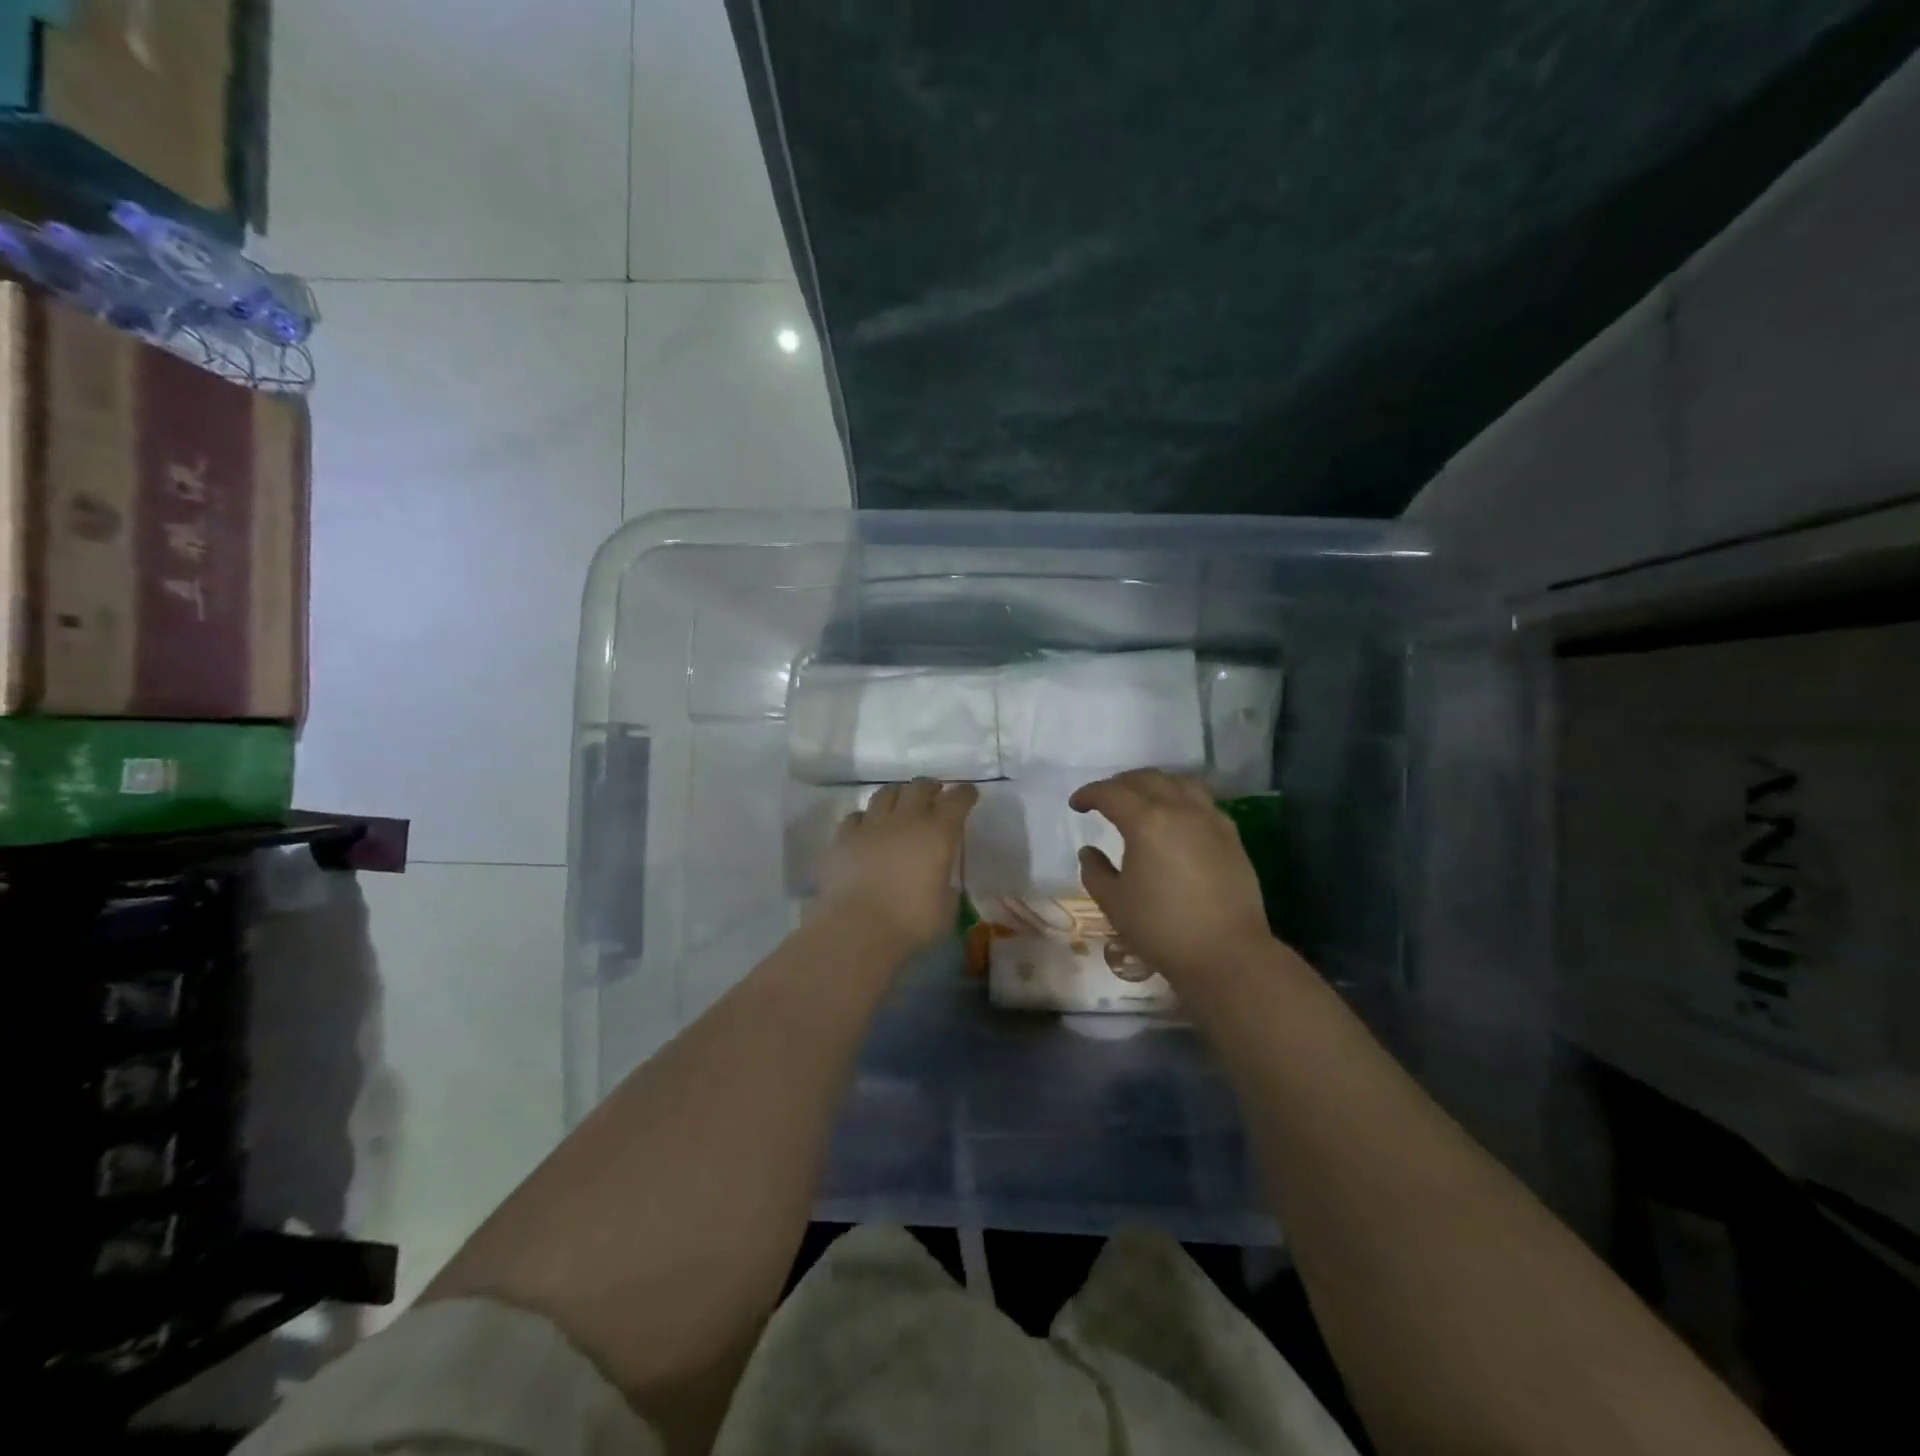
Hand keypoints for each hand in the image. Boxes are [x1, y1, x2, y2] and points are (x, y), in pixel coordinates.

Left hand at [817, 778, 977, 951]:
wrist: (858, 928)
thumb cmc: (911, 922)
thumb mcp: (946, 908)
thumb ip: (945, 886)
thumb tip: (939, 882)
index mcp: (938, 833)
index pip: (956, 801)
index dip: (964, 794)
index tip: (968, 793)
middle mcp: (906, 819)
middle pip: (919, 787)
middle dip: (930, 787)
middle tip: (934, 793)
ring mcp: (871, 825)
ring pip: (885, 793)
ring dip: (897, 794)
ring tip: (900, 803)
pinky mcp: (843, 837)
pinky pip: (855, 816)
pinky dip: (865, 818)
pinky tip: (866, 827)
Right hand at [1071, 770, 1273, 981]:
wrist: (1227, 954)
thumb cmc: (1162, 929)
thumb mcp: (1114, 903)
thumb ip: (1095, 871)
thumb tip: (1089, 851)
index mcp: (1146, 822)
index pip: (1111, 793)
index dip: (1089, 794)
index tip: (1076, 805)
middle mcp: (1180, 810)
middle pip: (1146, 779)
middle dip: (1120, 784)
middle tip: (1104, 799)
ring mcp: (1210, 820)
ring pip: (1179, 783)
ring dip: (1154, 784)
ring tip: (1142, 799)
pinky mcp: (1231, 836)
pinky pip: (1202, 802)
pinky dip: (1181, 799)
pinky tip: (1177, 819)